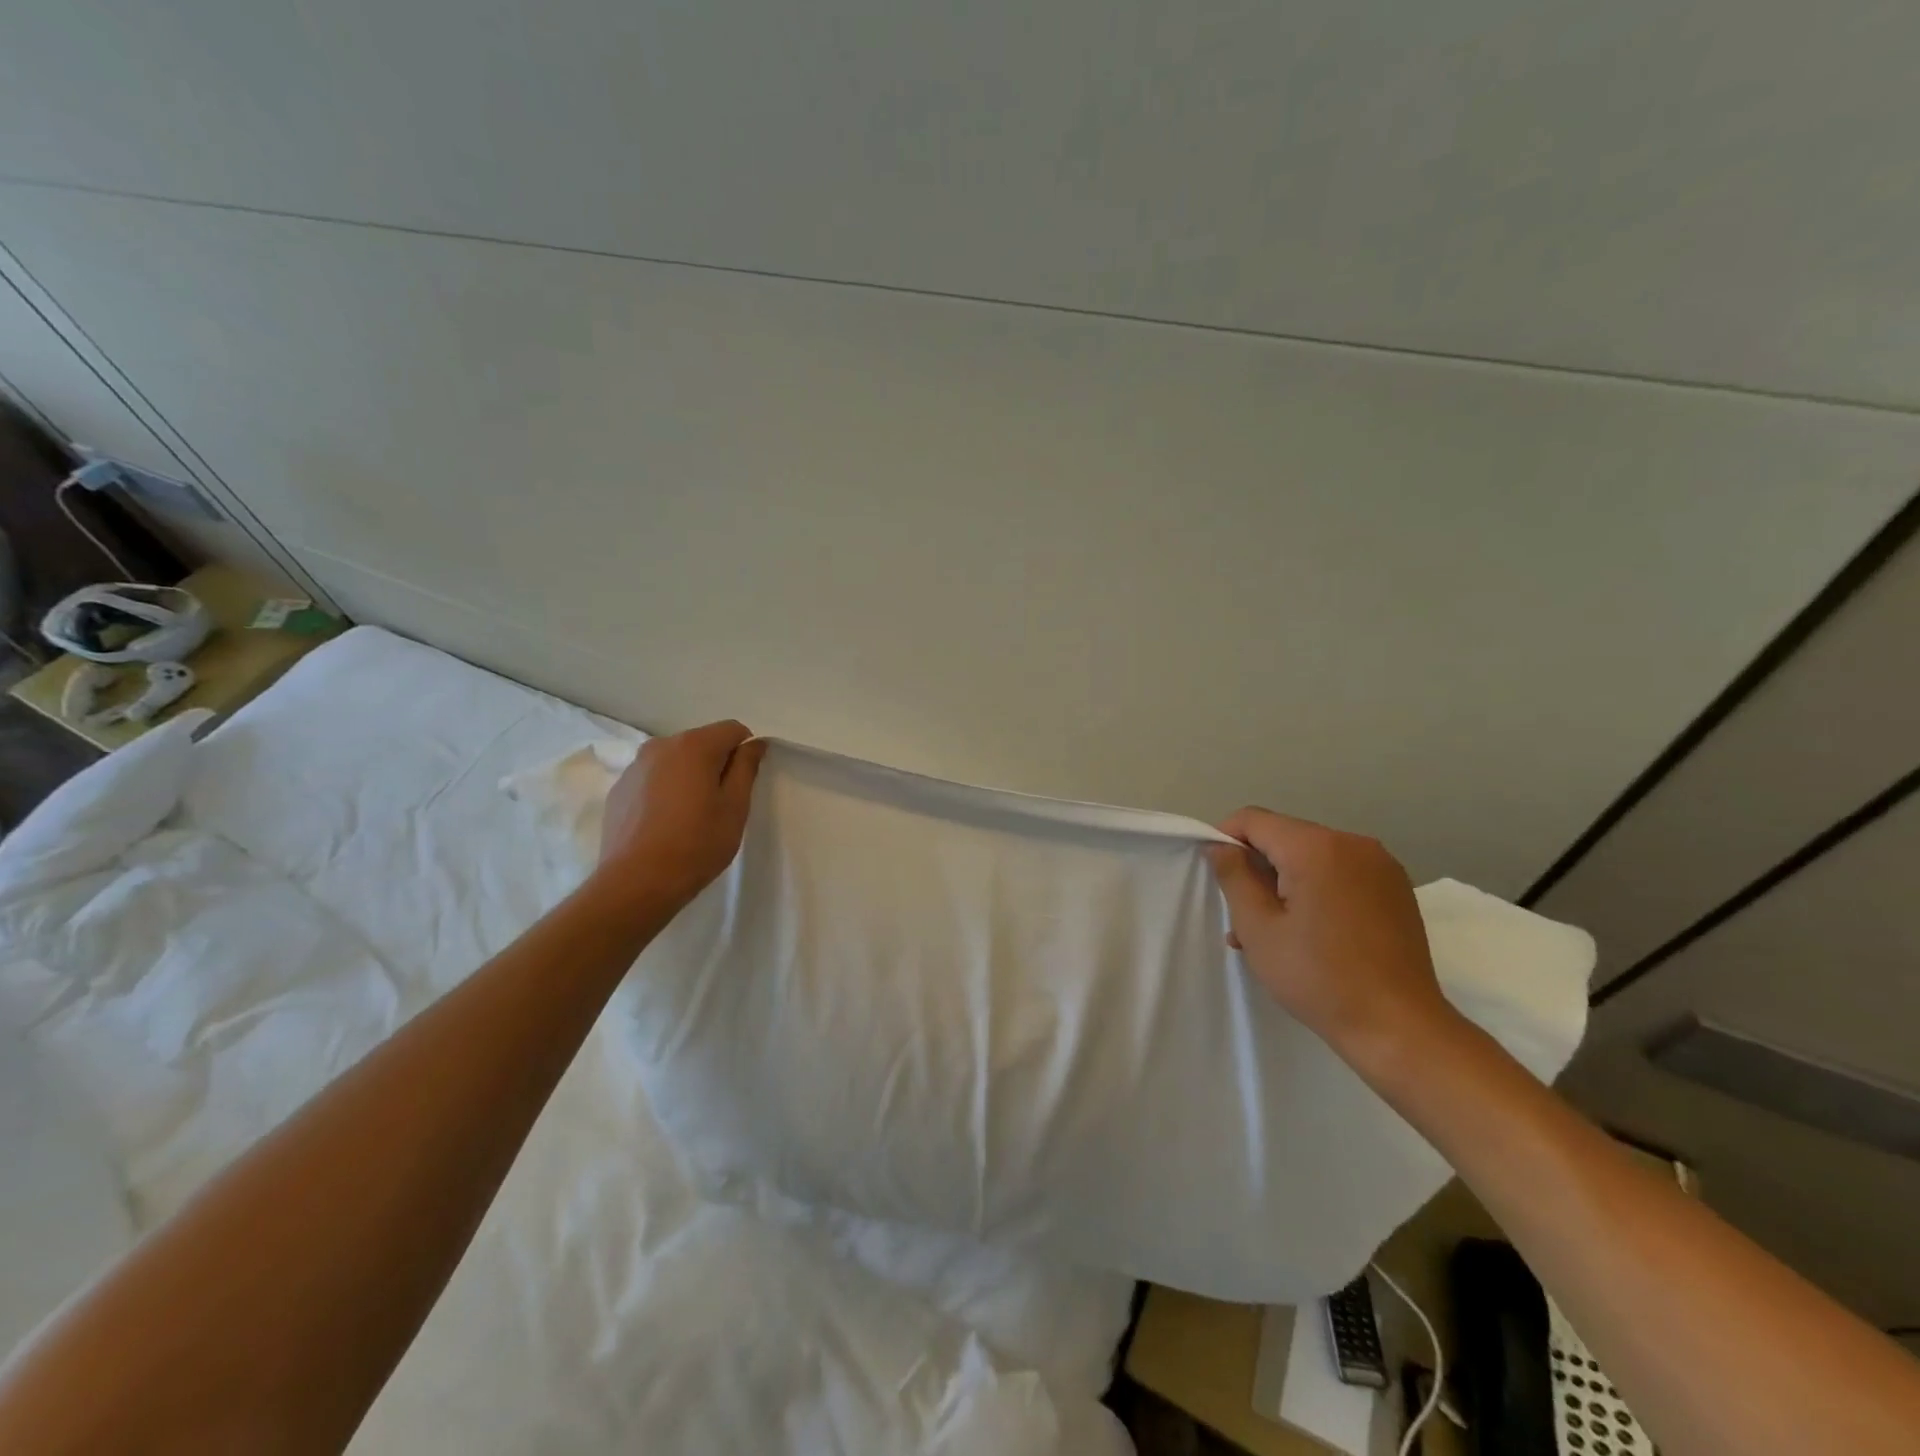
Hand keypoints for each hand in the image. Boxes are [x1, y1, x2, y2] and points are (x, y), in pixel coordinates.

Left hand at [596, 720, 766, 911]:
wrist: (636, 882)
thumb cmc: (697, 843)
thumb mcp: (735, 806)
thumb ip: (746, 768)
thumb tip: (753, 744)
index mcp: (694, 746)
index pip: (733, 730)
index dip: (745, 753)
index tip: (743, 785)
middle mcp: (660, 746)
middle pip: (701, 743)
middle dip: (715, 765)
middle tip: (719, 805)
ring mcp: (635, 767)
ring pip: (675, 762)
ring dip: (688, 778)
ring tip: (689, 817)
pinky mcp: (618, 790)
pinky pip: (652, 780)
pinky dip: (664, 792)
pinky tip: (665, 825)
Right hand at [1206, 808, 1453, 1057]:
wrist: (1400, 1028)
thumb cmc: (1318, 977)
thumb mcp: (1258, 928)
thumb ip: (1234, 877)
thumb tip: (1220, 846)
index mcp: (1316, 848)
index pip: (1254, 820)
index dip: (1225, 839)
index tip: (1217, 875)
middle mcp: (1353, 843)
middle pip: (1285, 836)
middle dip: (1257, 866)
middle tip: (1242, 916)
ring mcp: (1380, 865)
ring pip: (1312, 856)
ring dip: (1285, 881)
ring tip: (1273, 931)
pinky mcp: (1395, 888)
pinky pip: (1340, 872)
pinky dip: (1316, 889)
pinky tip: (1310, 930)